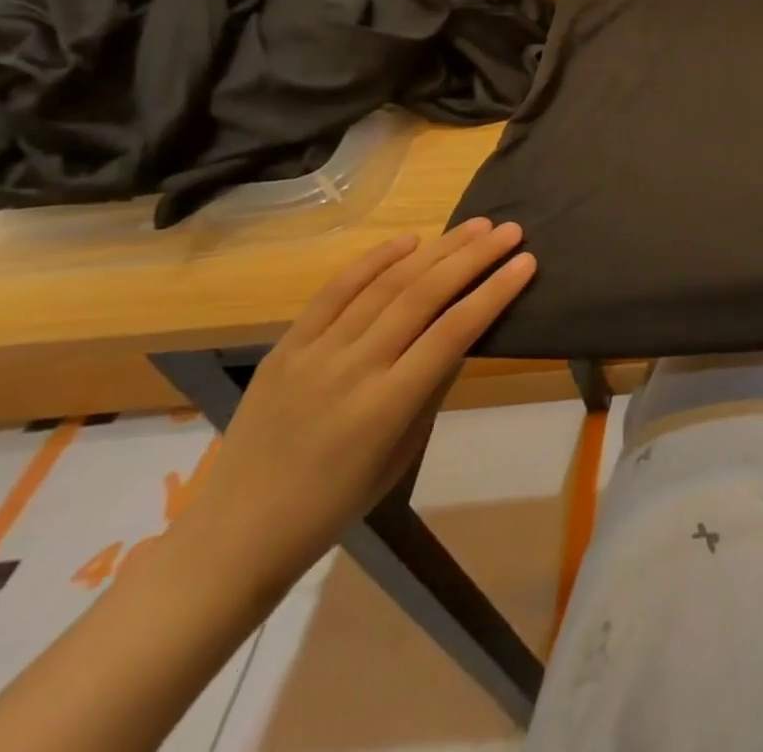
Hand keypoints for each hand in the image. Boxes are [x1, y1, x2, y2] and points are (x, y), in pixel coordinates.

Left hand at [179, 219, 536, 585]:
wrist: (235, 535)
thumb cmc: (336, 504)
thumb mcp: (404, 452)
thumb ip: (434, 386)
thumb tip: (463, 332)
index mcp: (386, 407)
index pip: (454, 332)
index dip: (495, 292)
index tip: (527, 262)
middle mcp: (352, 370)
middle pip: (423, 296)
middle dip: (473, 258)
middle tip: (510, 231)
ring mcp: (314, 354)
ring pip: (385, 285)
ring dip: (436, 250)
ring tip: (475, 226)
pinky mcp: (285, 346)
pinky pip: (335, 292)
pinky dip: (374, 260)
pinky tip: (409, 240)